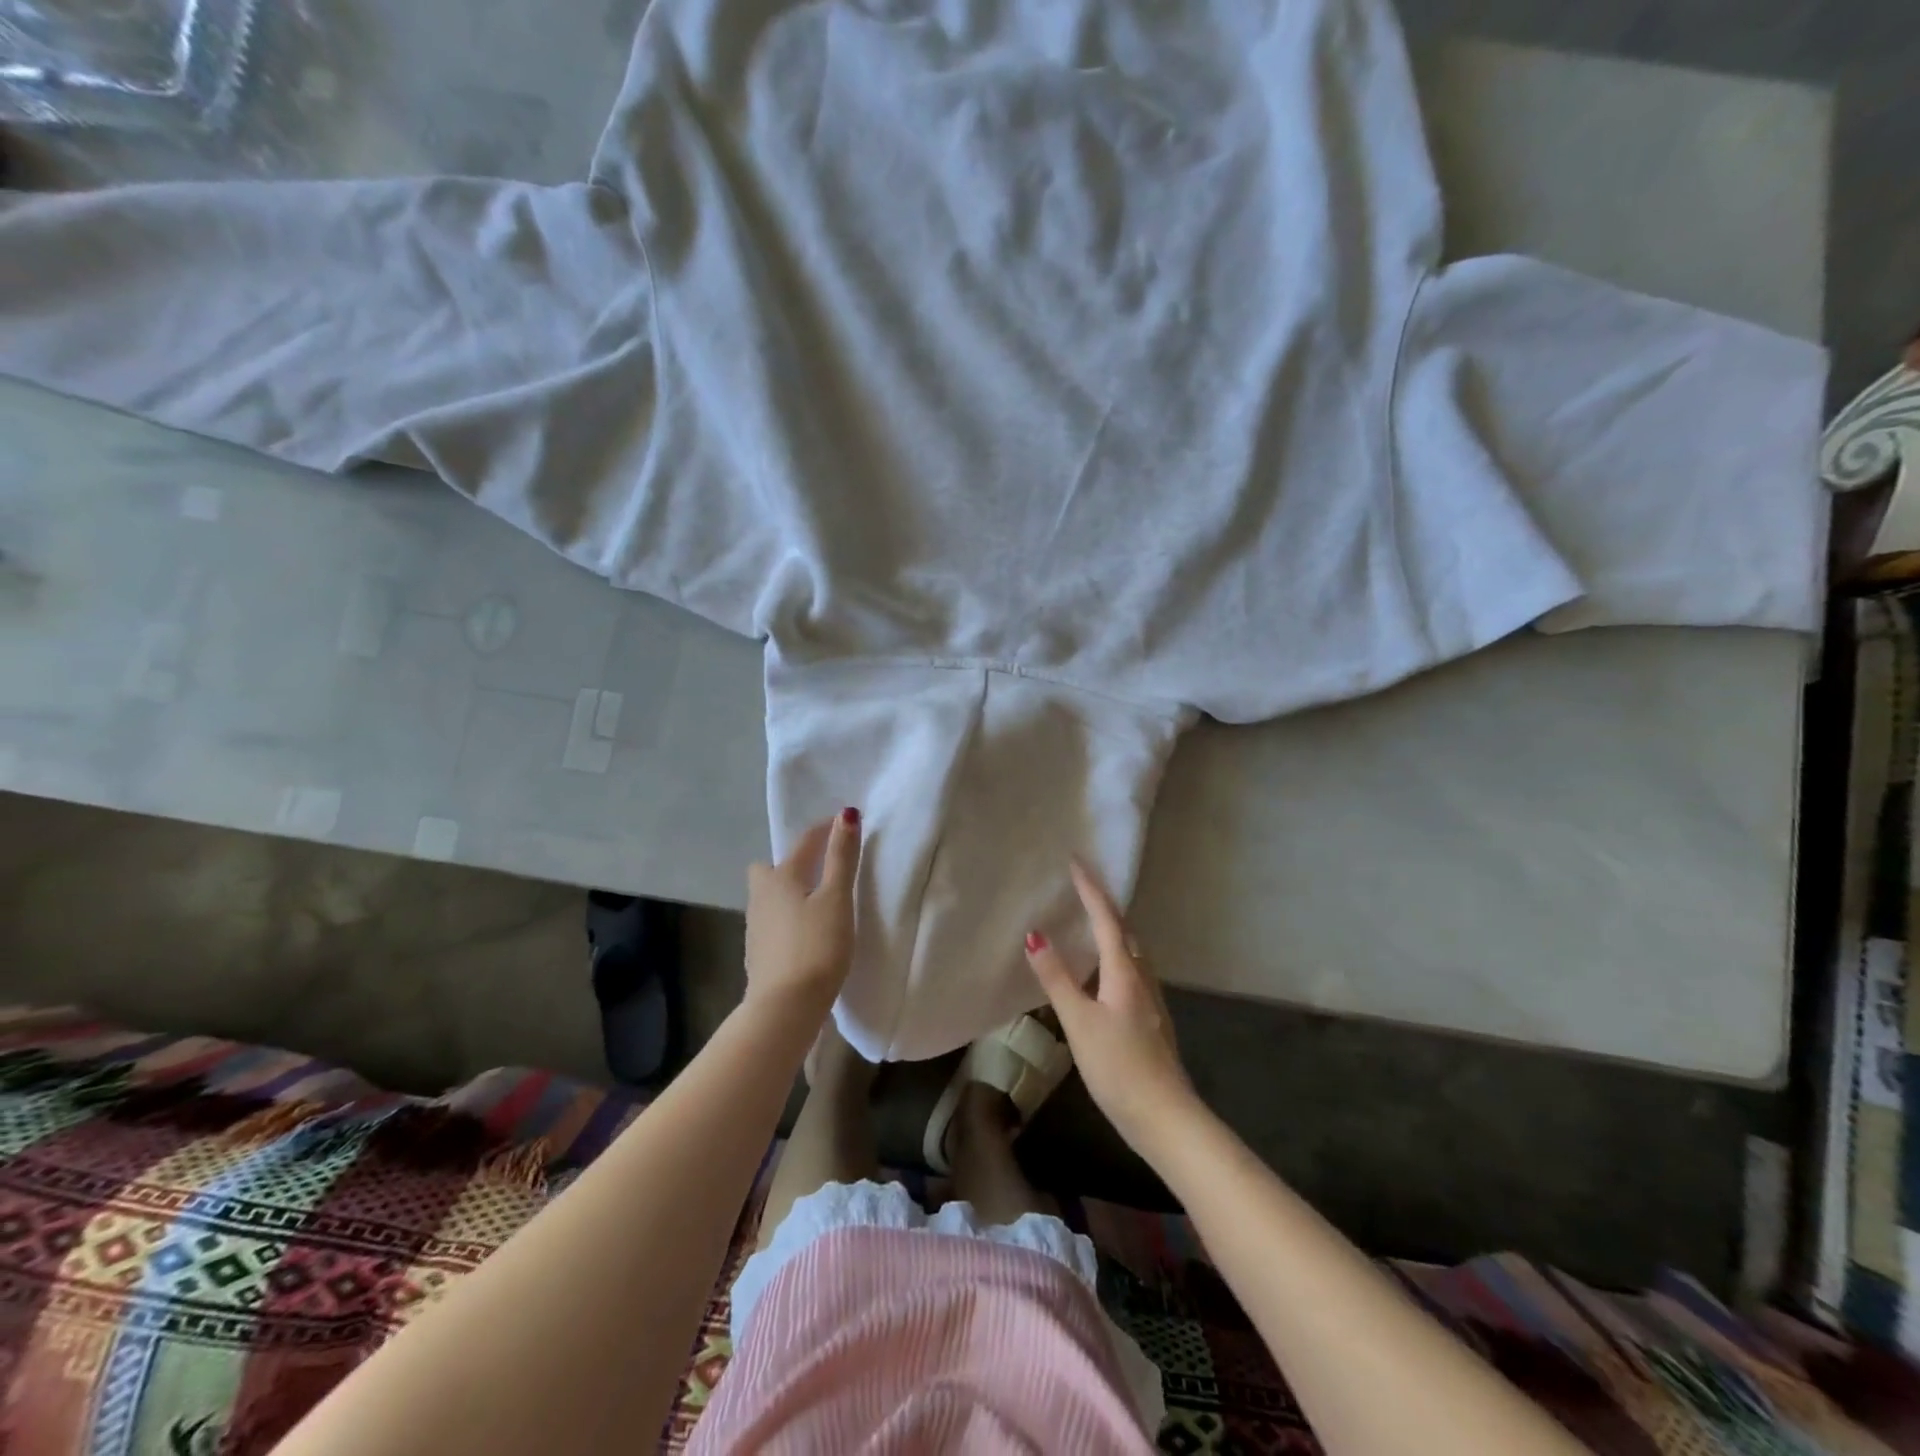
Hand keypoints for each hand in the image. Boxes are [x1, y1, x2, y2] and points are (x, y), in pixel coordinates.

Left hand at [745, 809, 862, 1018]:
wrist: (784, 1008)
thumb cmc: (816, 947)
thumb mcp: (836, 899)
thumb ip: (842, 857)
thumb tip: (845, 814)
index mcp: (781, 877)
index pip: (805, 841)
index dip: (826, 829)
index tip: (846, 823)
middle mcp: (761, 896)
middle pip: (771, 868)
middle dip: (792, 862)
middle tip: (820, 870)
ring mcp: (755, 926)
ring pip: (770, 896)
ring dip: (789, 891)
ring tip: (817, 901)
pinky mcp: (758, 953)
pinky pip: (772, 921)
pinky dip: (787, 917)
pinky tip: (804, 932)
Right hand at [1026, 860, 1198, 1149]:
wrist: (1166, 1117)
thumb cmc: (1119, 1067)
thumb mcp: (1079, 1022)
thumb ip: (1057, 979)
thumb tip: (1035, 935)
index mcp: (1124, 972)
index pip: (1106, 918)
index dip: (1091, 889)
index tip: (1076, 860)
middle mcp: (1142, 977)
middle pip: (1124, 930)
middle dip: (1103, 903)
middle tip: (1081, 885)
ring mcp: (1150, 999)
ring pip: (1131, 950)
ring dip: (1112, 928)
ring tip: (1091, 920)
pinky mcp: (1151, 1019)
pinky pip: (1132, 970)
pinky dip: (1116, 955)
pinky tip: (1105, 973)